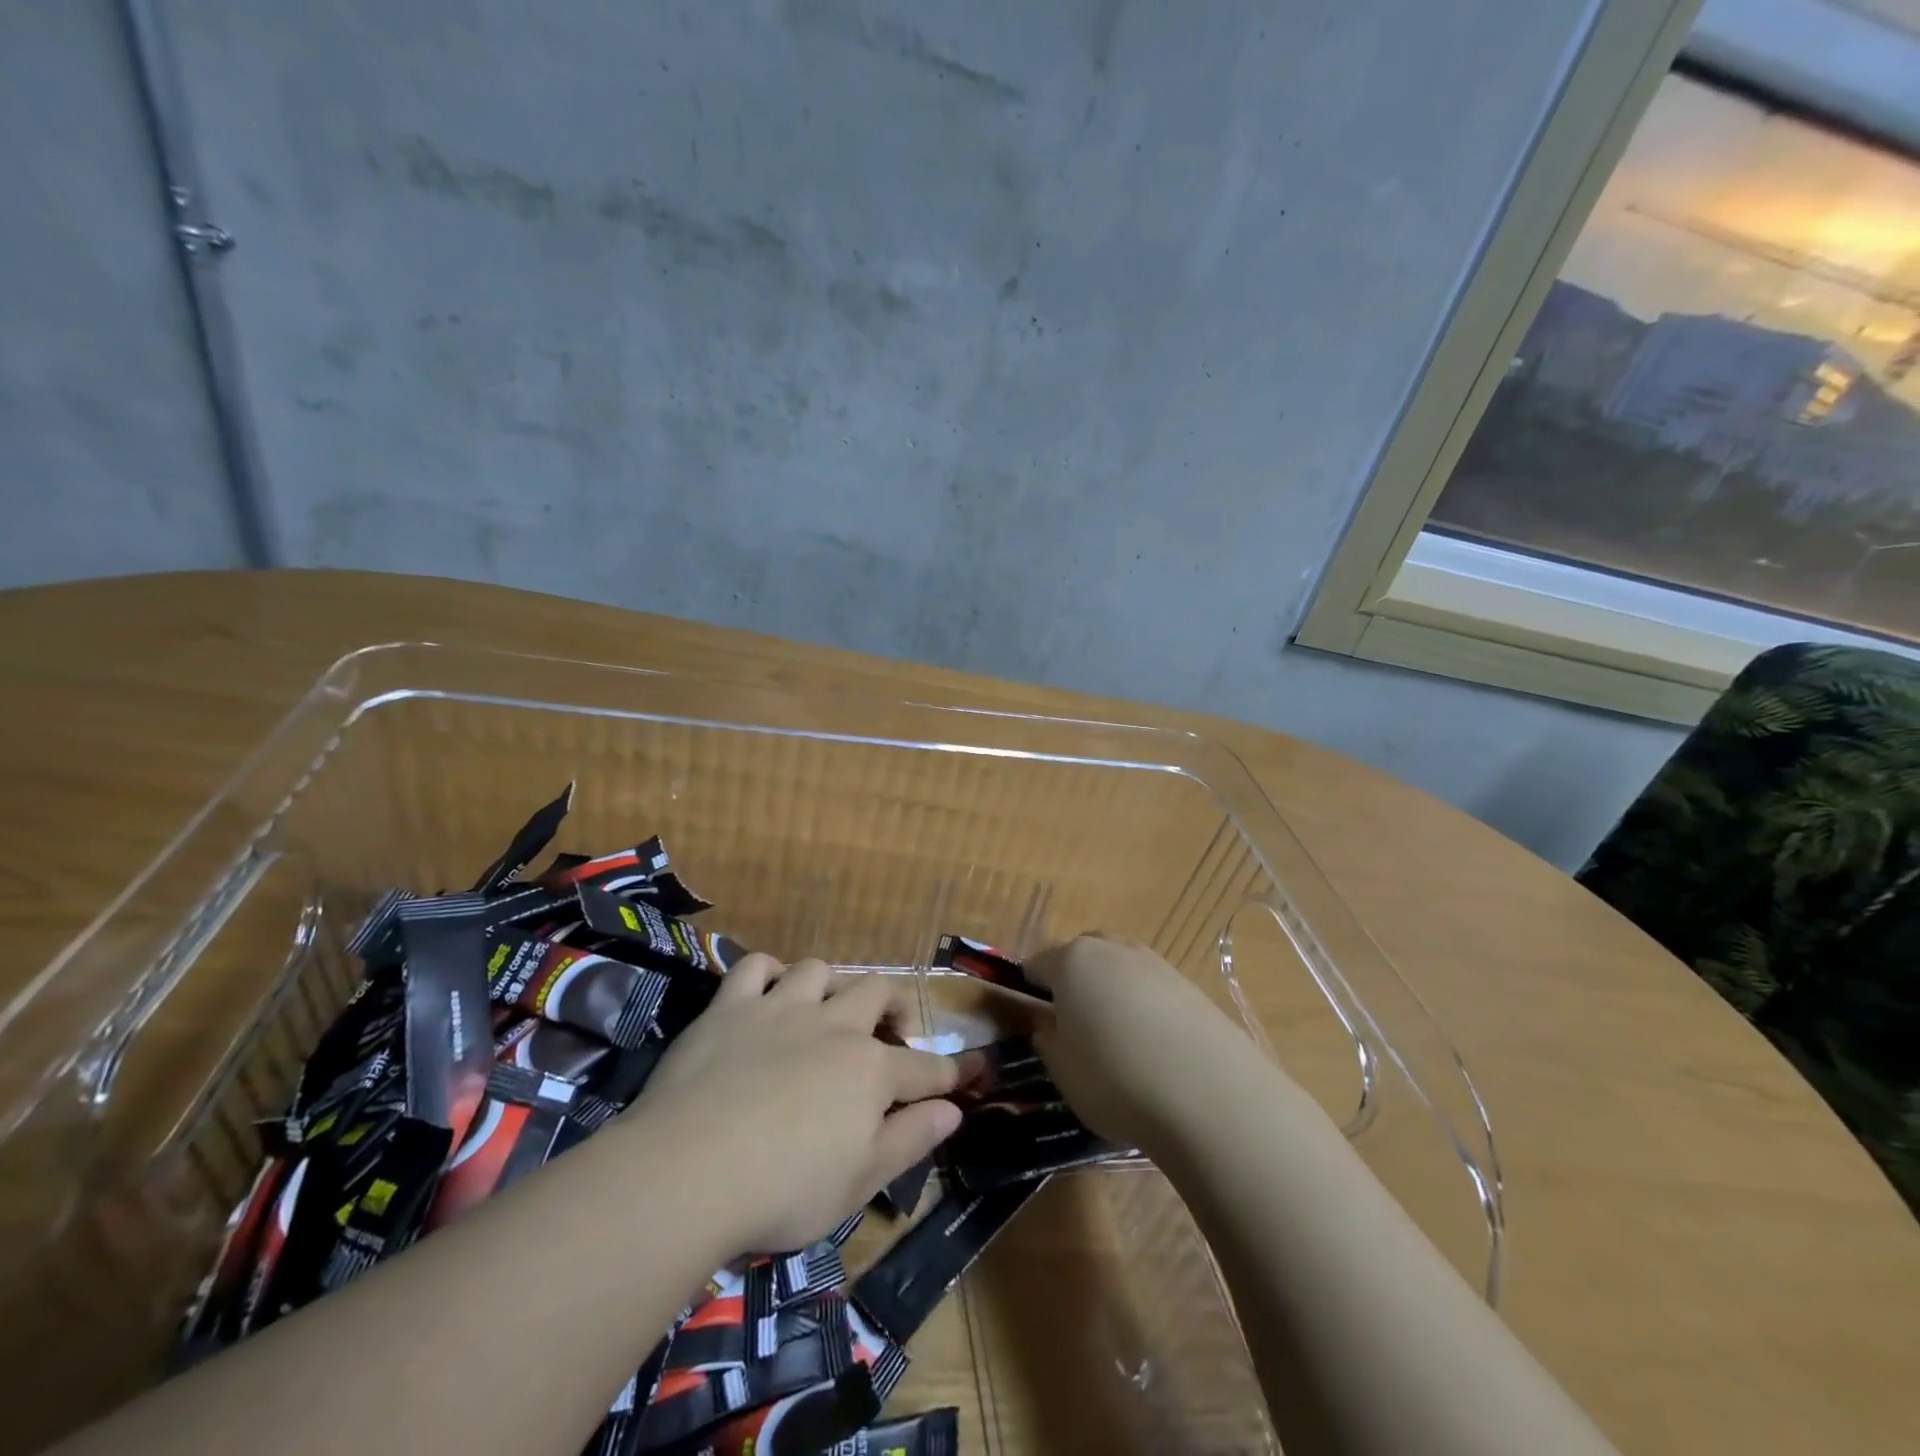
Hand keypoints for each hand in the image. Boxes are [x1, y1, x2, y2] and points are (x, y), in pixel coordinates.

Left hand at [631, 955, 965, 1253]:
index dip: (950, 1072)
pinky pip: (755, 967)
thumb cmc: (784, 1189)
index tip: (968, 1071)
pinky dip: (767, 974)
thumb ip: (911, 1139)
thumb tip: (954, 1109)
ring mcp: (780, 1009)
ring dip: (830, 985)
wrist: (690, 1169)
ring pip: (819, 970)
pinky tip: (767, 993)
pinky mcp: (730, 1007)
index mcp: (870, 1070)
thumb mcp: (860, 1181)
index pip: (924, 1069)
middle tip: (891, 1033)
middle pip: (878, 992)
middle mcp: (833, 1025)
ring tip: (826, 1009)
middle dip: (895, 1006)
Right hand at [1026, 934, 1257, 1153]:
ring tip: (1119, 1041)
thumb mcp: (1063, 1070)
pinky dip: (1146, 1009)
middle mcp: (1113, 949)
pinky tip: (1155, 1048)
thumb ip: (1048, 1041)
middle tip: (1075, 1027)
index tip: (1033, 1018)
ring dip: (1113, 994)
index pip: (1038, 964)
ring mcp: (1156, 963)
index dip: (1030, 989)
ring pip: (1120, 970)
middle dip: (1074, 983)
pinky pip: (1153, 989)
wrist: (1210, 1094)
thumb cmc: (1116, 1079)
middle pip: (1083, 957)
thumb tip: (1048, 1025)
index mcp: (1072, 961)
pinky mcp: (1190, 985)